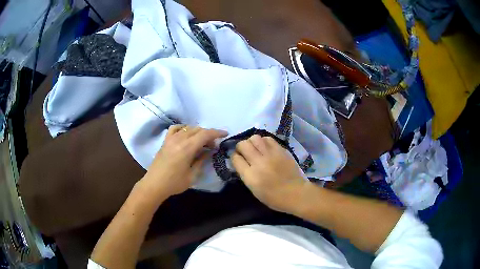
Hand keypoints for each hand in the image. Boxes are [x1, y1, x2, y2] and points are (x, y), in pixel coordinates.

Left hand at [141, 125, 227, 199]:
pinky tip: (186, 135)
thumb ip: (201, 161)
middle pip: (198, 130)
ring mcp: (170, 139)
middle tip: (213, 145)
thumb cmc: (174, 183)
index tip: (225, 134)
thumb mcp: (192, 175)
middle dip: (208, 134)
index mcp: (187, 148)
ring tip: (202, 142)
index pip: (205, 134)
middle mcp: (179, 139)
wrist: (154, 185)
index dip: (216, 132)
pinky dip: (183, 129)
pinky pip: (175, 129)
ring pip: (188, 128)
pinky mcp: (165, 141)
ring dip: (198, 132)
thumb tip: (208, 151)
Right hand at [231, 135, 307, 212]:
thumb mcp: (254, 190)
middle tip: (245, 152)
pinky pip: (268, 139)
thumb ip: (246, 175)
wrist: (296, 194)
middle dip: (240, 147)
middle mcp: (259, 163)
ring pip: (255, 138)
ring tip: (256, 148)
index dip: (234, 157)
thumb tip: (241, 162)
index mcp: (250, 176)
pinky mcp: (281, 150)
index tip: (238, 159)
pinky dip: (264, 141)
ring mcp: (271, 155)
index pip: (235, 158)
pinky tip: (266, 148)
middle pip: (243, 145)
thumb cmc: (274, 197)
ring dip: (252, 142)